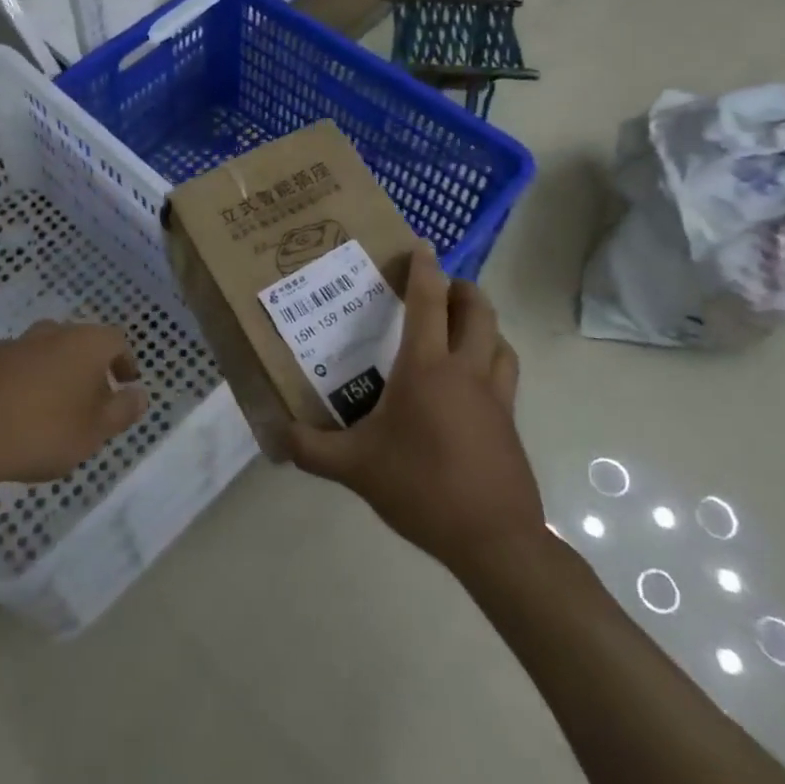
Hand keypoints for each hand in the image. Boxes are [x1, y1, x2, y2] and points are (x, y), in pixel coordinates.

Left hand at [0, 321, 148, 485]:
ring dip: (57, 374)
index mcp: (85, 342)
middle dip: (91, 368)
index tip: (126, 385)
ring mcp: (16, 344)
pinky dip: (27, 383)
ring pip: (48, 353)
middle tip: (93, 401)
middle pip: (81, 343)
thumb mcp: (95, 431)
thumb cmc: (44, 431)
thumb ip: (122, 411)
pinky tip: (21, 413)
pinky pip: (19, 367)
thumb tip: (140, 394)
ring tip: (56, 410)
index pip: (117, 340)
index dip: (125, 362)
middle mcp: (52, 332)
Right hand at [286, 243, 545, 570]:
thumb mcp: (355, 468)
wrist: (493, 538)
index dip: (425, 269)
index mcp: (427, 368)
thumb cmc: (421, 487)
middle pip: (478, 310)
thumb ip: (311, 449)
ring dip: (482, 322)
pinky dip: (492, 357)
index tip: (421, 245)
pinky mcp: (510, 422)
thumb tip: (275, 434)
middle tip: (440, 287)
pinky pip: (505, 372)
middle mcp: (466, 370)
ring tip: (459, 327)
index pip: (428, 302)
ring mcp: (495, 396)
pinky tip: (471, 381)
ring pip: (500, 339)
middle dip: (462, 288)